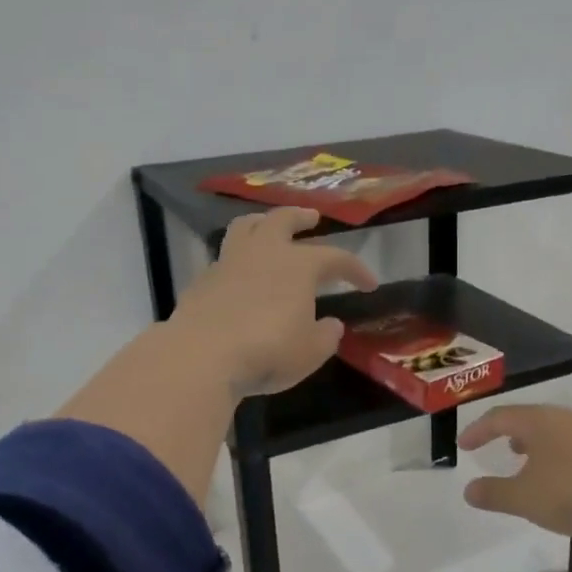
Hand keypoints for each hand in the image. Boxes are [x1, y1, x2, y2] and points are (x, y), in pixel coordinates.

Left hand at [170, 208, 378, 396]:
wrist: (203, 355)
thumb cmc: (268, 351)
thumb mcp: (310, 352)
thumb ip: (325, 336)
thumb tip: (331, 325)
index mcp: (298, 266)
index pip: (336, 258)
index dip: (356, 268)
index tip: (369, 283)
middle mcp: (264, 253)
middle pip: (282, 220)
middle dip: (300, 216)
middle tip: (311, 217)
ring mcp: (228, 263)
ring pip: (245, 227)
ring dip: (261, 222)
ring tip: (267, 227)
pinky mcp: (202, 280)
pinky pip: (224, 258)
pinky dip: (237, 259)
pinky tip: (239, 275)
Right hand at [458, 404, 571, 545]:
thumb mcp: (527, 500)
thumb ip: (495, 494)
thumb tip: (469, 490)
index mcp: (540, 422)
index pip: (500, 417)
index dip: (478, 430)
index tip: (464, 445)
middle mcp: (568, 418)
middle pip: (533, 420)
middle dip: (513, 435)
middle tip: (502, 449)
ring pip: (560, 433)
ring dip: (542, 448)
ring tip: (535, 466)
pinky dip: (566, 459)